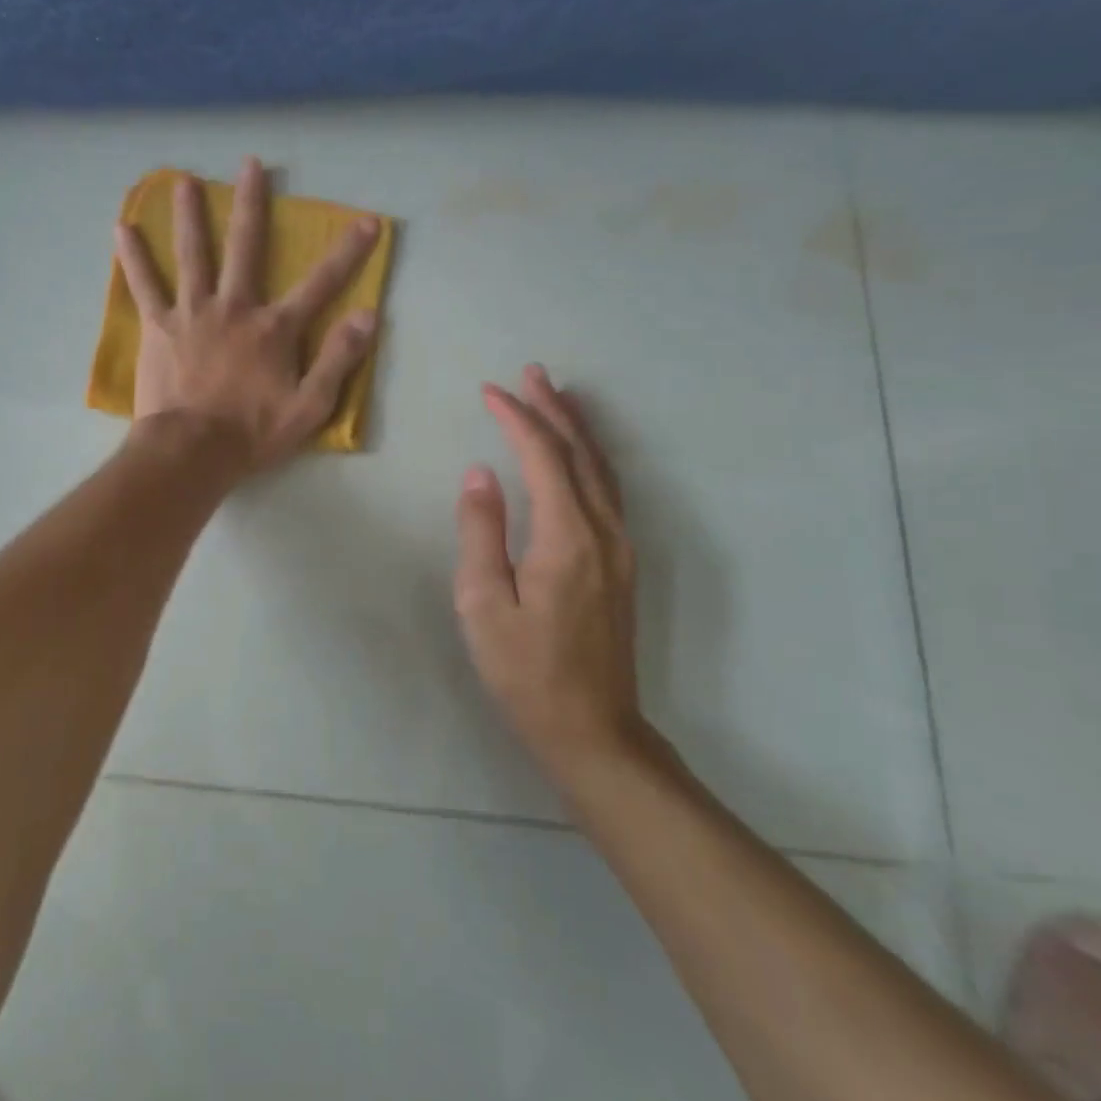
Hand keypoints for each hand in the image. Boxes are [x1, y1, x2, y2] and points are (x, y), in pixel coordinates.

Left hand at [114, 158, 380, 470]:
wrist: (191, 451)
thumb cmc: (252, 433)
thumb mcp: (309, 406)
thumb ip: (338, 359)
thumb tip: (368, 316)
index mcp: (273, 329)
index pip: (320, 283)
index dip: (348, 253)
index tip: (367, 221)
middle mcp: (233, 308)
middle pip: (245, 247)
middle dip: (252, 204)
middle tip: (251, 165)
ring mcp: (192, 313)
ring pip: (192, 254)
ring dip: (189, 215)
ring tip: (183, 180)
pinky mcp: (159, 327)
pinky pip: (144, 286)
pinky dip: (133, 258)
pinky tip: (122, 228)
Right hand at [453, 365, 645, 784]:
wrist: (592, 728)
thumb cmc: (525, 671)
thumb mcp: (484, 605)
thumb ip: (481, 533)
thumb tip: (479, 474)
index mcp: (567, 538)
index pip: (543, 458)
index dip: (517, 419)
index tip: (489, 391)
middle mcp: (603, 531)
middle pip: (580, 453)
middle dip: (554, 409)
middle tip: (531, 372)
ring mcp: (620, 547)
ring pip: (602, 469)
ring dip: (577, 428)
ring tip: (556, 395)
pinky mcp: (621, 562)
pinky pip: (608, 490)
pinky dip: (591, 458)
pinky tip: (579, 453)